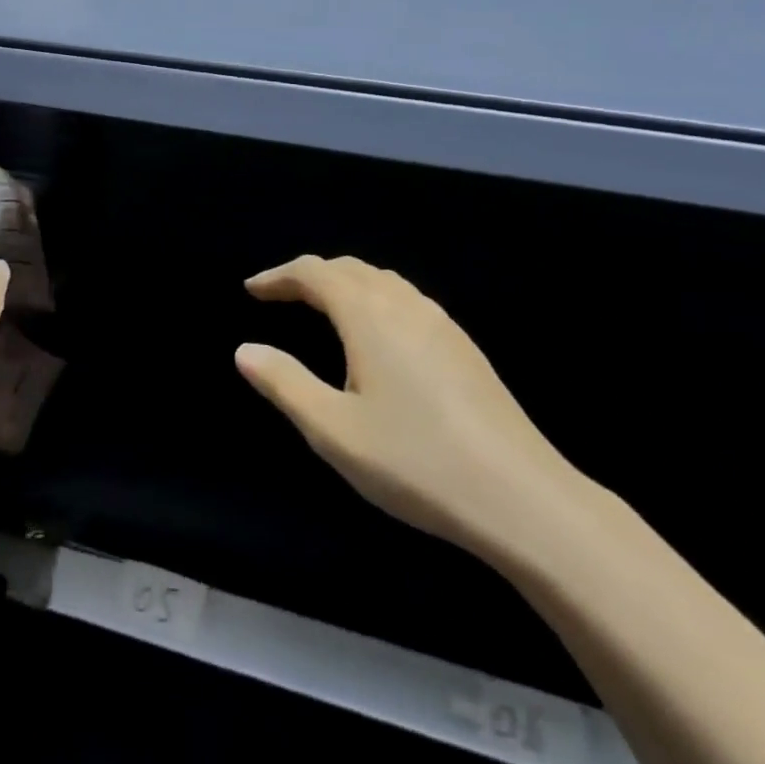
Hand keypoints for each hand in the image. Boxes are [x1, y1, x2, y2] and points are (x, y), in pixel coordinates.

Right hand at [237, 256, 586, 564]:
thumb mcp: (334, 430)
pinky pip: (406, 299)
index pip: (314, 273)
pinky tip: (377, 334)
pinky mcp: (462, 344)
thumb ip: (284, 384)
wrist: (520, 494)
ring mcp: (440, 321)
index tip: (252, 289)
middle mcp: (404, 303)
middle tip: (280, 296)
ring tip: (322, 307)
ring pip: (382, 280)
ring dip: (344, 283)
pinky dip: (374, 298)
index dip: (279, 276)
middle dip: (309, 275)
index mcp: (368, 315)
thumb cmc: (415, 461)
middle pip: (349, 268)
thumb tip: (245, 350)